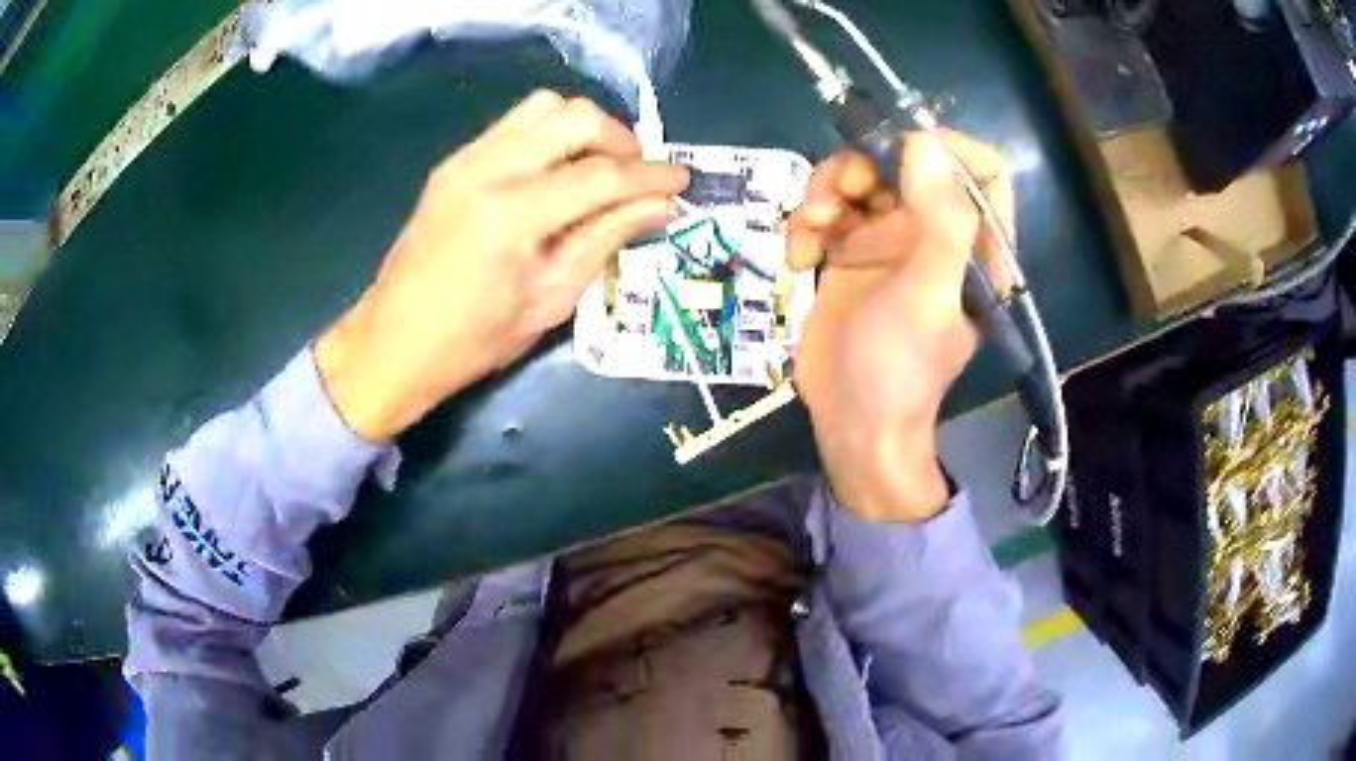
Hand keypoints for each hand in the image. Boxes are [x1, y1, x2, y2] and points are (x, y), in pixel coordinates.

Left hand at [315, 91, 688, 442]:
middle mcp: (487, 170)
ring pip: (543, 107)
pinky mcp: (453, 162)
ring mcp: (464, 160)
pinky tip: (558, 169)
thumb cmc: (472, 342)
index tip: (682, 179)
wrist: (392, 343)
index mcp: (511, 217)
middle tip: (638, 176)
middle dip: (620, 139)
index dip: (649, 176)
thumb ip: (605, 240)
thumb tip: (660, 206)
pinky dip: (550, 134)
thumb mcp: (549, 301)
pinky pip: (515, 124)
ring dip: (584, 128)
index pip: (600, 175)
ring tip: (601, 167)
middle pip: (574, 118)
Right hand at [786, 130, 1014, 522]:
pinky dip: (805, 225)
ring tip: (808, 227)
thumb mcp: (928, 295)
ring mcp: (889, 242)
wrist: (851, 422)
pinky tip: (796, 258)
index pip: (982, 171)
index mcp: (972, 243)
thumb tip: (925, 141)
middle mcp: (934, 234)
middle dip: (863, 167)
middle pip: (905, 163)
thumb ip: (941, 220)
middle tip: (835, 194)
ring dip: (824, 193)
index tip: (902, 146)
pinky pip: (827, 213)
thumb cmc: (900, 367)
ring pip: (858, 180)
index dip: (948, 146)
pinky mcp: (848, 255)